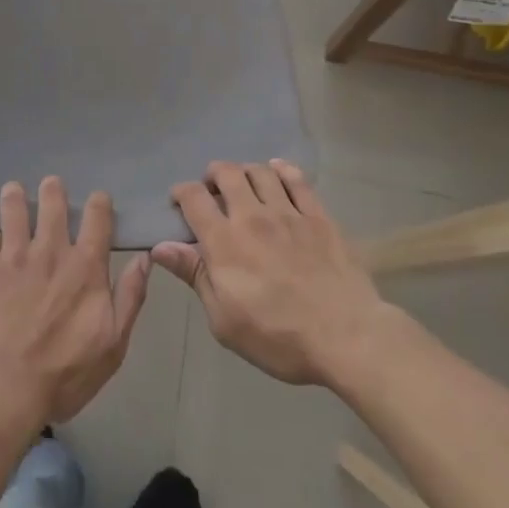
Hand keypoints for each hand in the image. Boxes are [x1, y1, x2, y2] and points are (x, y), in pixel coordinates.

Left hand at [0, 178, 151, 427]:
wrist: (7, 388)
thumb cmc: (65, 373)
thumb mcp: (114, 343)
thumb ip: (130, 297)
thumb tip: (144, 258)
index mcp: (85, 267)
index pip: (97, 219)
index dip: (99, 203)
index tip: (97, 198)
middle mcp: (50, 251)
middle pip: (52, 204)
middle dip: (52, 189)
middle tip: (50, 184)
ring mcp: (13, 257)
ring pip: (13, 209)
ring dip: (14, 194)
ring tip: (13, 188)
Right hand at [153, 161, 390, 386]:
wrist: (347, 337)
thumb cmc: (278, 337)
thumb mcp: (224, 320)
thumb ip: (194, 275)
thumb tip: (160, 247)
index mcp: (224, 242)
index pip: (193, 198)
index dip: (180, 192)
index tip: (179, 201)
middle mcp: (252, 217)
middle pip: (226, 173)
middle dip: (212, 175)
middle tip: (213, 191)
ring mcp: (289, 213)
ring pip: (260, 171)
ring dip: (245, 172)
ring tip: (244, 185)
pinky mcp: (319, 216)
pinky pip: (297, 179)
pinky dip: (281, 170)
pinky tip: (277, 173)